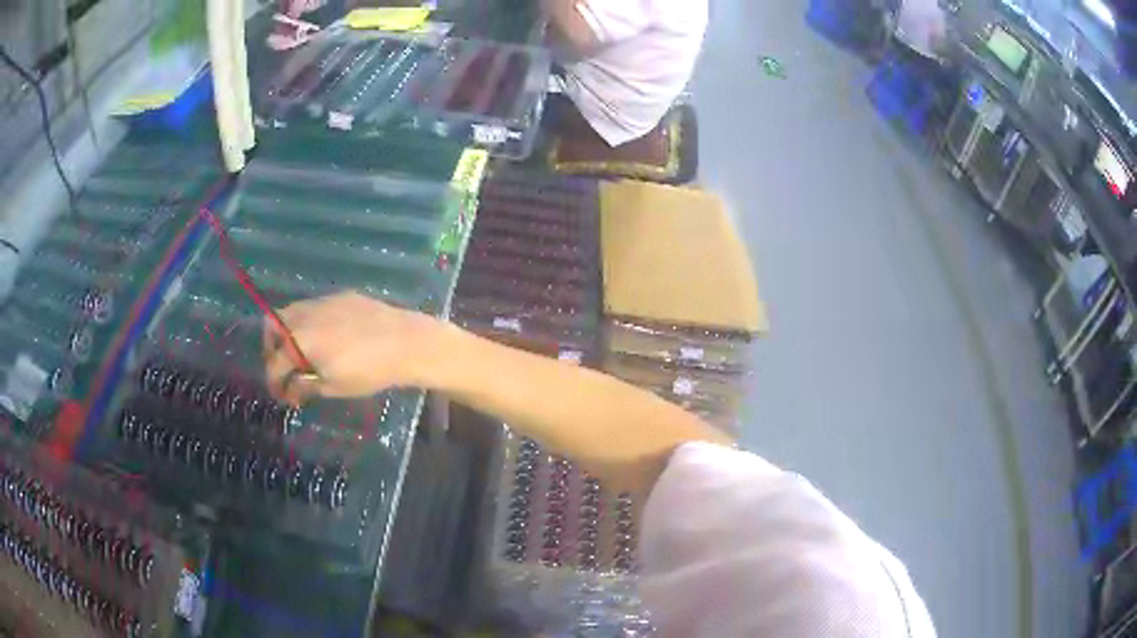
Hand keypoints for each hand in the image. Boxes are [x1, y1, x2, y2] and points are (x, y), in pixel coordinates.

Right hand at [263, 291, 443, 403]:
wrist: (405, 342)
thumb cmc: (369, 371)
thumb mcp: (334, 386)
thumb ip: (305, 386)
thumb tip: (291, 389)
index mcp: (299, 340)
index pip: (275, 363)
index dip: (274, 383)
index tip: (282, 395)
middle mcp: (305, 314)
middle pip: (273, 326)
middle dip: (272, 348)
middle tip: (284, 368)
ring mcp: (323, 301)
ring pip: (292, 311)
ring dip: (288, 332)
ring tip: (301, 353)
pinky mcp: (341, 296)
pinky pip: (314, 306)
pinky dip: (309, 322)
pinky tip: (325, 338)